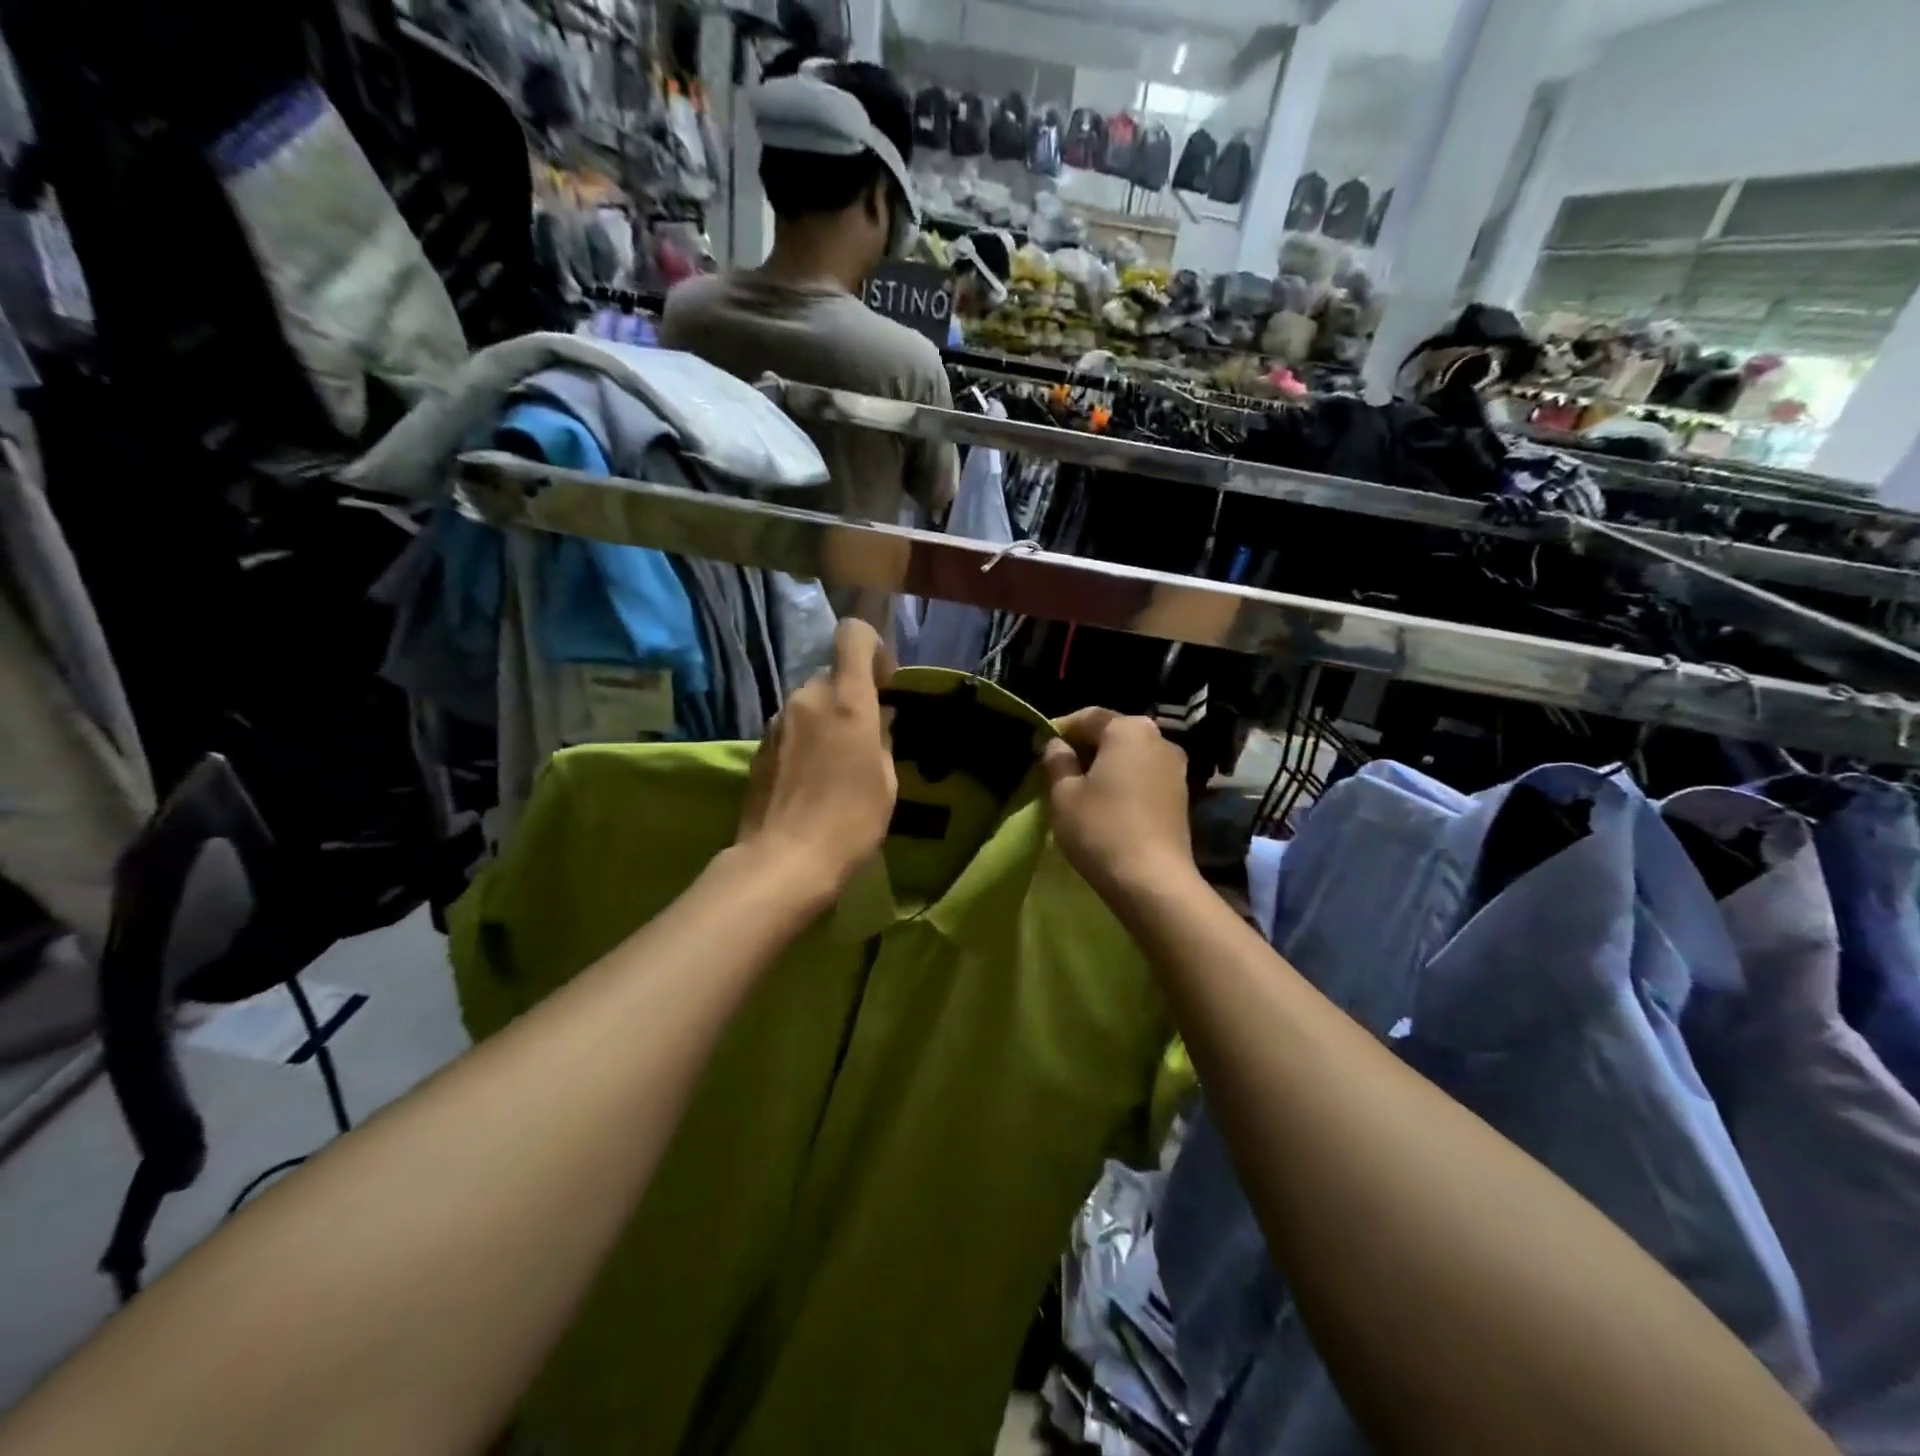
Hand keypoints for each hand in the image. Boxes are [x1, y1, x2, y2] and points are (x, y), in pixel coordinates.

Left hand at [736, 620, 897, 899]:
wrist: (784, 860)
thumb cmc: (850, 820)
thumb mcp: (885, 780)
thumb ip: (881, 737)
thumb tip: (878, 718)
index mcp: (846, 700)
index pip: (853, 635)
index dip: (872, 648)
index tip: (884, 683)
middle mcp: (807, 698)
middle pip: (831, 676)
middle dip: (850, 697)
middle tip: (864, 738)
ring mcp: (777, 722)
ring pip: (809, 704)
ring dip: (826, 720)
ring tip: (836, 765)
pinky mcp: (759, 747)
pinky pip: (790, 728)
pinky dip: (805, 740)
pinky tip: (811, 780)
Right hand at [1041, 709, 1195, 902]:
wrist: (1152, 881)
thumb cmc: (1101, 828)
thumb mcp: (1064, 794)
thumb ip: (1057, 761)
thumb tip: (1055, 745)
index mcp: (1129, 729)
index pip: (1087, 716)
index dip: (1060, 730)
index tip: (1040, 749)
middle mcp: (1159, 739)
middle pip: (1112, 734)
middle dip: (1084, 748)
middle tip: (1057, 770)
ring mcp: (1175, 768)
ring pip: (1130, 756)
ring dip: (1105, 767)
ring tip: (1080, 790)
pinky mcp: (1181, 796)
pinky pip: (1144, 777)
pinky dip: (1124, 783)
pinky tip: (1107, 806)